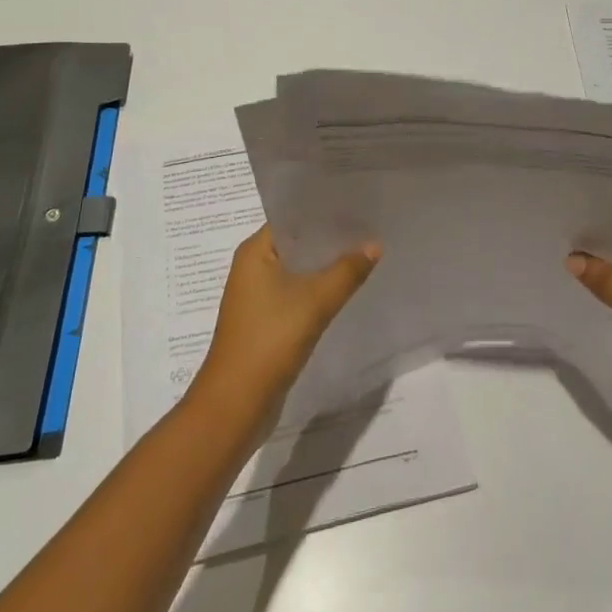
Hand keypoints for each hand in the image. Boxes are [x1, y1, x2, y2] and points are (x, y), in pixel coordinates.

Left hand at [194, 226, 380, 430]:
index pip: (292, 218)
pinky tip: (346, 290)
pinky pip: (297, 294)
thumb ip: (347, 271)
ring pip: (299, 271)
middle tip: (370, 229)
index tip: (358, 207)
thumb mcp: (315, 301)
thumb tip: (375, 244)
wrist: (236, 404)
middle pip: (298, 244)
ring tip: (365, 256)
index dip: (325, 213)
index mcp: (254, 252)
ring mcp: (258, 296)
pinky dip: (319, 290)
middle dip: (331, 240)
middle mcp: (252, 268)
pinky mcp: (266, 321)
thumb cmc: (270, 341)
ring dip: (326, 267)